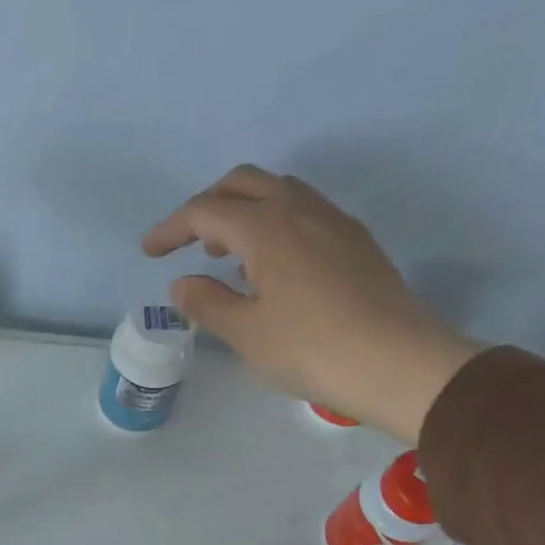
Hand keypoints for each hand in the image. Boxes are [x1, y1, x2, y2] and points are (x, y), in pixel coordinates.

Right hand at [143, 165, 480, 442]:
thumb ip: (207, 302)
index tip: (150, 251)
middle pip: (244, 183)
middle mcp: (300, 210)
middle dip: (208, 205)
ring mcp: (334, 221)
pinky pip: (304, 213)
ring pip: (279, 192)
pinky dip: (275, 224)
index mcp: (266, 227)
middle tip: (188, 241)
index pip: (206, 211)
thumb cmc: (309, 348)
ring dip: (244, 211)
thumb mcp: (245, 332)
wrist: (394, 361)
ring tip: (228, 255)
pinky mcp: (356, 241)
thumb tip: (183, 284)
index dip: (171, 228)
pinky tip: (273, 267)